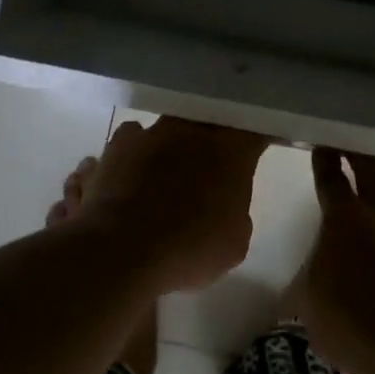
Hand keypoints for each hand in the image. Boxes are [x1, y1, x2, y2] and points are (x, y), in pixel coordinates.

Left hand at [76, 118, 269, 292]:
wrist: (123, 250)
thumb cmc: (189, 249)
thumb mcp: (234, 242)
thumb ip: (236, 211)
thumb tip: (225, 203)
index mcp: (231, 150)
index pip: (254, 131)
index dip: (255, 140)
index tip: (255, 151)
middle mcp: (194, 130)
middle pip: (210, 123)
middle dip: (213, 139)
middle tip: (211, 165)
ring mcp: (153, 132)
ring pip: (171, 129)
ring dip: (174, 145)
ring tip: (168, 172)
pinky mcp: (119, 143)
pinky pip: (135, 139)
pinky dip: (138, 153)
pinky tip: (134, 173)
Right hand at [296, 149, 374, 373]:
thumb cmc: (353, 327)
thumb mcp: (311, 306)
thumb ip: (311, 279)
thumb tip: (316, 272)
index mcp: (343, 220)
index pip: (330, 177)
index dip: (325, 157)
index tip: (323, 140)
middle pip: (372, 166)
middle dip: (362, 146)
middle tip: (357, 130)